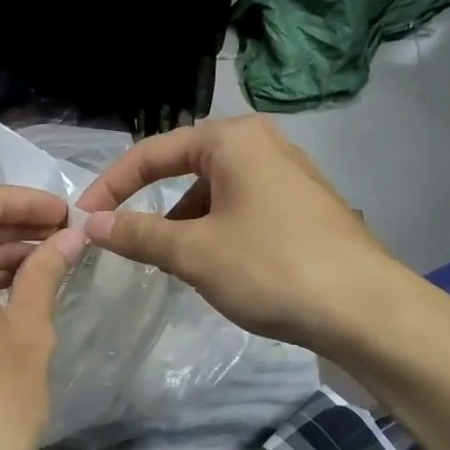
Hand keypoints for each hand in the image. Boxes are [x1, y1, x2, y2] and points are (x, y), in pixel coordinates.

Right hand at [76, 117, 400, 358]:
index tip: (84, 218)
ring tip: (171, 259)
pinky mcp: (304, 206)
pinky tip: (215, 265)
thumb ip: (138, 234)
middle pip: (185, 167)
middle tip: (125, 238)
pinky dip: (216, 229)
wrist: (365, 309)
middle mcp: (262, 144)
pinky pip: (242, 207)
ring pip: (215, 191)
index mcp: (232, 140)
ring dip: (184, 221)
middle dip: (151, 202)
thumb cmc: (270, 267)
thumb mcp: (193, 252)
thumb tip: (93, 225)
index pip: (152, 152)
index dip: (112, 185)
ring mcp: (289, 174)